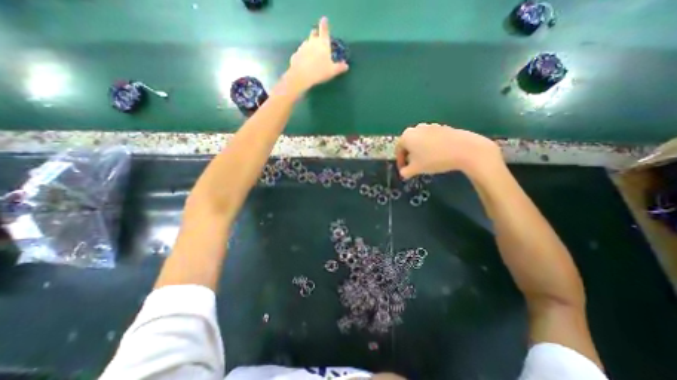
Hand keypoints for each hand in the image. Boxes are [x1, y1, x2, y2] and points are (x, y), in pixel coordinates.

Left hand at [283, 16, 348, 91]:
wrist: (302, 75)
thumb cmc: (320, 71)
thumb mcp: (332, 71)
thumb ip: (339, 67)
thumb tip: (346, 65)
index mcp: (323, 43)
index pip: (324, 29)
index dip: (324, 24)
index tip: (324, 20)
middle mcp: (312, 42)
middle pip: (314, 33)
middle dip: (316, 34)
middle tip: (318, 38)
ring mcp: (303, 47)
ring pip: (307, 42)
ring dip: (310, 45)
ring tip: (312, 53)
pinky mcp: (296, 54)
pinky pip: (301, 52)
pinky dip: (304, 55)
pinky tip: (305, 62)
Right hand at [398, 121, 502, 179]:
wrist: (463, 149)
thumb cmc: (433, 159)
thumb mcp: (416, 169)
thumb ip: (405, 172)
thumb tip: (403, 173)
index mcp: (406, 136)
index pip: (398, 150)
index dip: (400, 162)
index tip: (404, 171)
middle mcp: (415, 128)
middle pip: (408, 144)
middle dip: (409, 156)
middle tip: (413, 166)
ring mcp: (429, 126)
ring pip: (419, 140)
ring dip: (419, 151)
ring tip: (425, 161)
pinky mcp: (441, 127)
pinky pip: (430, 138)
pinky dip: (429, 146)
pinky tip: (436, 155)